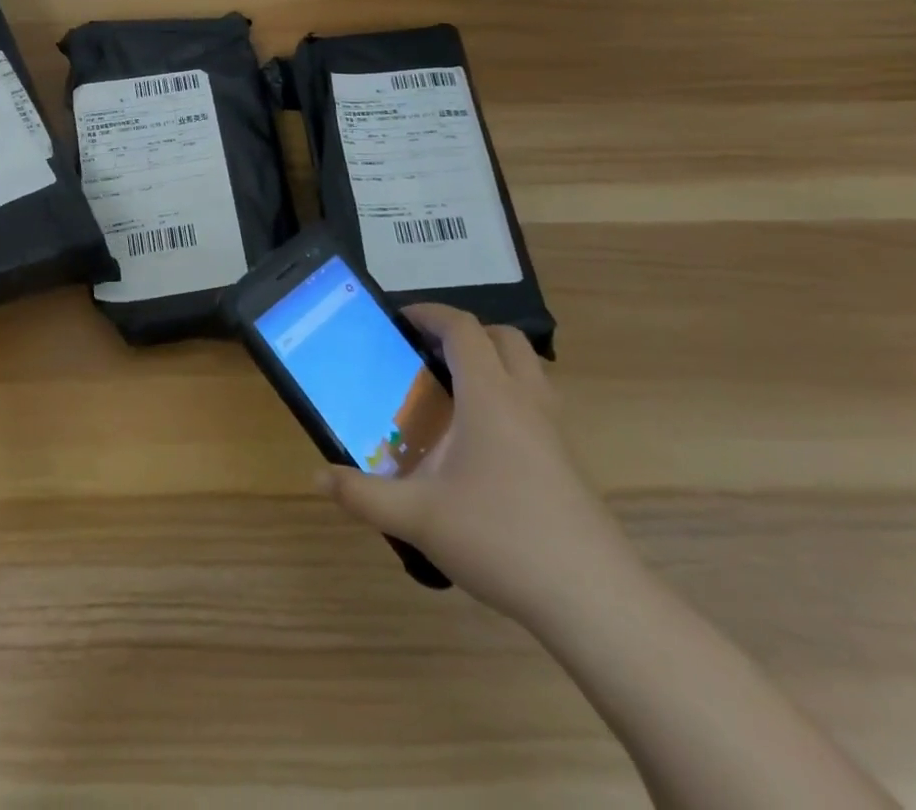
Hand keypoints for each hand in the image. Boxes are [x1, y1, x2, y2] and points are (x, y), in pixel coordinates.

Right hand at [319, 304, 635, 625]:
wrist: (596, 602)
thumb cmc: (502, 539)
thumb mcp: (418, 517)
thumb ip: (363, 495)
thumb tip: (319, 476)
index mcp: (490, 396)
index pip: (462, 328)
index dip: (429, 313)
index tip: (399, 319)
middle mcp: (526, 400)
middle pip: (503, 338)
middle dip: (464, 332)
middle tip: (427, 352)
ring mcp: (555, 431)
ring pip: (528, 369)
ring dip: (492, 362)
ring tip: (453, 391)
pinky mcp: (569, 462)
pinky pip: (537, 403)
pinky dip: (508, 397)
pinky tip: (482, 443)